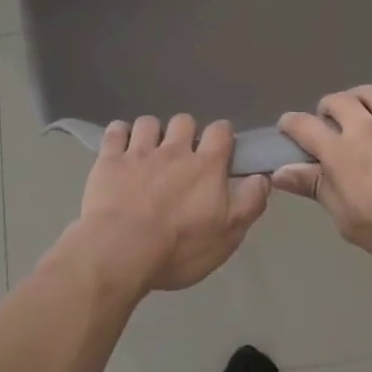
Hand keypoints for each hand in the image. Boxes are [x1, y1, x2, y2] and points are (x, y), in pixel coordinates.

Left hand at [68, 115, 270, 292]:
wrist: (121, 251)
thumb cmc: (179, 248)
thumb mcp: (227, 235)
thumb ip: (249, 203)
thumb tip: (262, 177)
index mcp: (205, 166)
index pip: (220, 131)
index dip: (222, 135)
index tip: (220, 149)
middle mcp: (174, 150)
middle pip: (184, 120)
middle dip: (185, 132)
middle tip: (182, 156)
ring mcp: (139, 152)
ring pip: (148, 122)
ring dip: (152, 132)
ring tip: (149, 151)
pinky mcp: (109, 159)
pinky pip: (115, 131)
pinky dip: (119, 134)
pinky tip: (120, 147)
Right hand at [273, 74, 371, 271]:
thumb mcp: (350, 221)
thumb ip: (317, 189)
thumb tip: (281, 172)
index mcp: (341, 154)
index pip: (305, 127)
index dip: (290, 124)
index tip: (286, 128)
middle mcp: (366, 129)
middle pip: (337, 101)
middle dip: (326, 108)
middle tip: (328, 121)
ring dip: (358, 94)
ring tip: (358, 105)